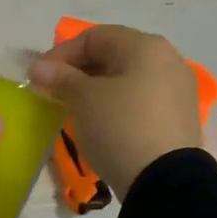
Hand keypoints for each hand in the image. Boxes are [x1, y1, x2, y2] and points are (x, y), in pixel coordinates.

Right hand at [26, 25, 200, 199]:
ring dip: (96, 90)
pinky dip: (116, 105)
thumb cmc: (121, 128)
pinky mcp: (178, 117)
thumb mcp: (84, 100)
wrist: (165, 181)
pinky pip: (139, 100)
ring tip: (74, 110)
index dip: (61, 54)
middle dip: (78, 72)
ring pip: (126, 79)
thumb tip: (38, 67)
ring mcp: (177, 89)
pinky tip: (101, 124)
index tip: (38, 77)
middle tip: (54, 93)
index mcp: (145, 46)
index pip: (94, 36)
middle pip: (113, 56)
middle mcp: (167, 59)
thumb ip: (61, 77)